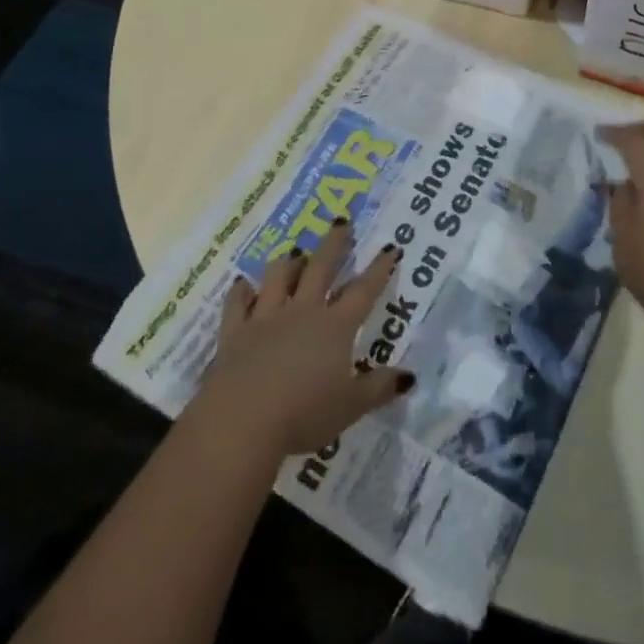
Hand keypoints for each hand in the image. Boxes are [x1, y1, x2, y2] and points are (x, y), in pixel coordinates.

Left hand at [193, 220, 412, 460]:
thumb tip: (409, 376)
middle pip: (321, 268)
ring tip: (296, 253)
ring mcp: (266, 317)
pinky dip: (240, 292)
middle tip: (342, 223)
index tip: (390, 248)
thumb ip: (379, 388)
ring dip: (289, 263)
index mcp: (335, 327)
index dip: (379, 270)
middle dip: (334, 244)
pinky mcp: (235, 331)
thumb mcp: (350, 407)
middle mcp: (302, 311)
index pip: (363, 291)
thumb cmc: (304, 414)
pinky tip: (242, 284)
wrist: (242, 420)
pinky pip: (237, 303)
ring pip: (279, 277)